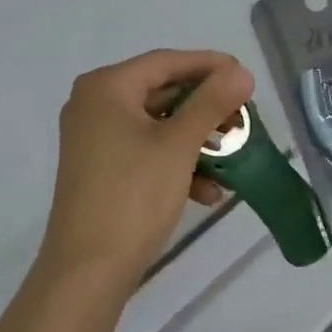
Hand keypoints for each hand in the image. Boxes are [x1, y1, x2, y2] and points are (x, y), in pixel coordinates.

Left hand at [38, 49, 254, 297]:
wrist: (88, 269)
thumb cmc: (133, 195)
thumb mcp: (179, 145)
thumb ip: (211, 102)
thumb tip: (241, 72)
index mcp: (106, 87)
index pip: (165, 62)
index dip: (208, 65)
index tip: (244, 76)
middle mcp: (93, 105)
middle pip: (161, 92)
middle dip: (204, 109)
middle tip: (242, 116)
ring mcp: (93, 139)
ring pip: (156, 126)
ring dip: (195, 141)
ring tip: (232, 157)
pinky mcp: (99, 169)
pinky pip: (144, 151)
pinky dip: (175, 164)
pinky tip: (207, 192)